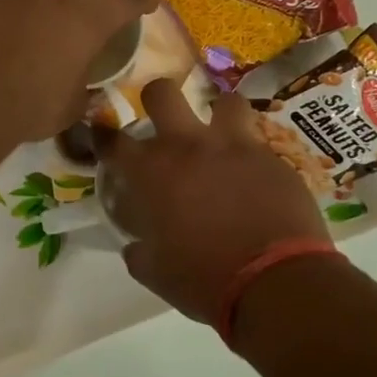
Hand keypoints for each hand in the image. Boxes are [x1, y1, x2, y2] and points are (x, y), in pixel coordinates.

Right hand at [104, 79, 328, 322]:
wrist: (274, 283)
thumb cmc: (203, 279)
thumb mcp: (155, 273)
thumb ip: (139, 250)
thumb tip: (136, 245)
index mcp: (150, 172)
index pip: (112, 140)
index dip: (102, 134)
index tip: (102, 133)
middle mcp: (188, 146)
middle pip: (162, 93)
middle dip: (156, 99)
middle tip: (162, 121)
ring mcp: (234, 146)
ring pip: (224, 102)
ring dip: (218, 115)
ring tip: (220, 137)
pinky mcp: (272, 158)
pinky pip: (257, 142)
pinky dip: (250, 155)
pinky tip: (253, 177)